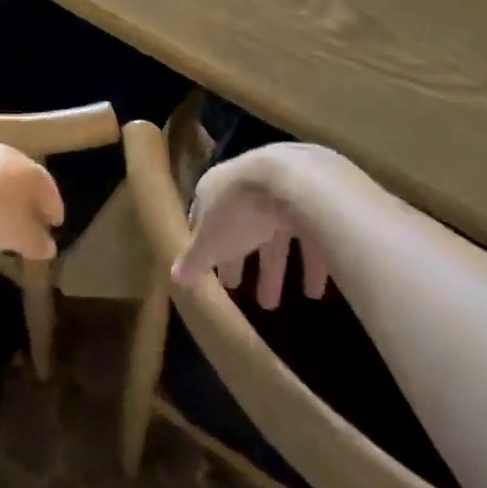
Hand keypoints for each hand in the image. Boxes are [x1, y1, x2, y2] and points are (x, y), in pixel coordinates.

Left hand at [0, 145, 62, 259]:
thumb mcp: (19, 236)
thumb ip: (36, 242)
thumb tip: (49, 246)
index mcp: (29, 171)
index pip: (49, 188)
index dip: (54, 208)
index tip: (56, 223)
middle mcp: (6, 155)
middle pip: (21, 179)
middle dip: (25, 201)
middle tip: (27, 221)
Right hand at [173, 146, 330, 309]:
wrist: (293, 182)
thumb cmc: (239, 211)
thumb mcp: (211, 242)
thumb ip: (194, 260)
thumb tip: (174, 277)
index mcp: (214, 189)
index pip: (203, 218)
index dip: (205, 247)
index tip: (208, 273)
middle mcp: (244, 185)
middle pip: (240, 227)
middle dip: (240, 260)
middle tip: (238, 291)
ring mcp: (278, 190)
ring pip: (273, 233)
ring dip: (273, 268)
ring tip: (273, 305)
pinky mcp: (311, 200)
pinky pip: (307, 235)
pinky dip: (309, 264)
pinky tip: (313, 291)